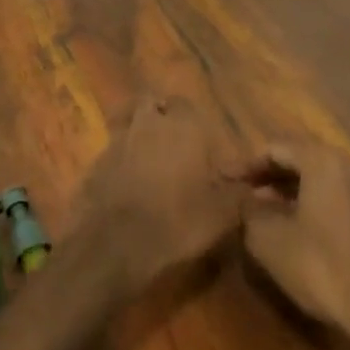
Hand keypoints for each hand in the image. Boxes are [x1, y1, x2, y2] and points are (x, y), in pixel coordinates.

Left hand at [76, 96, 249, 290]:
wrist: (117, 244)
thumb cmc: (179, 221)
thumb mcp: (224, 213)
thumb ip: (240, 192)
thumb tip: (255, 185)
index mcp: (183, 126)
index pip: (185, 104)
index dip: (191, 120)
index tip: (200, 142)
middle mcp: (147, 123)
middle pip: (150, 105)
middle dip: (160, 117)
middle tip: (174, 144)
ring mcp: (116, 140)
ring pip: (128, 124)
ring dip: (138, 136)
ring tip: (151, 163)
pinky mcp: (94, 163)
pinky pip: (111, 151)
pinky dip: (120, 160)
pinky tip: (128, 184)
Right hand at [240, 142, 349, 349]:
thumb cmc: (318, 264)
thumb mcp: (267, 236)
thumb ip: (250, 209)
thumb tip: (249, 199)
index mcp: (323, 161)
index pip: (275, 149)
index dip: (245, 164)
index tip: (223, 178)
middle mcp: (349, 167)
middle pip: (299, 159)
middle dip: (267, 175)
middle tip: (240, 191)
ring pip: (317, 179)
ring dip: (287, 190)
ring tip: (260, 209)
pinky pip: (333, 197)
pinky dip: (308, 203)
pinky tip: (291, 226)